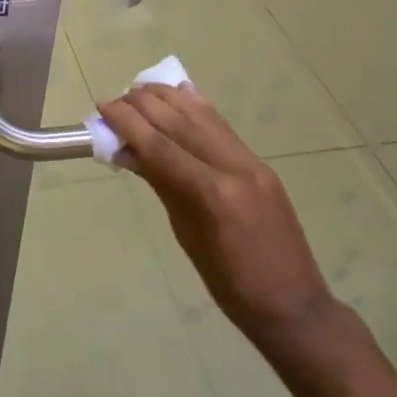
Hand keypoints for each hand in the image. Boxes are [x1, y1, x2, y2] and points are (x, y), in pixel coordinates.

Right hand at [100, 84, 333, 350]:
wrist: (294, 304)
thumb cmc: (231, 285)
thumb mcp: (186, 236)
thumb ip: (161, 185)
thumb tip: (128, 151)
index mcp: (213, 194)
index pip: (160, 146)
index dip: (127, 122)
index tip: (103, 107)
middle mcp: (233, 166)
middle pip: (179, 121)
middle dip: (143, 105)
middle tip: (115, 101)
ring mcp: (251, 161)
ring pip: (202, 114)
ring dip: (168, 98)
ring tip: (139, 92)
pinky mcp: (259, 162)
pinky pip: (221, 125)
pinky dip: (195, 106)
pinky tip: (179, 94)